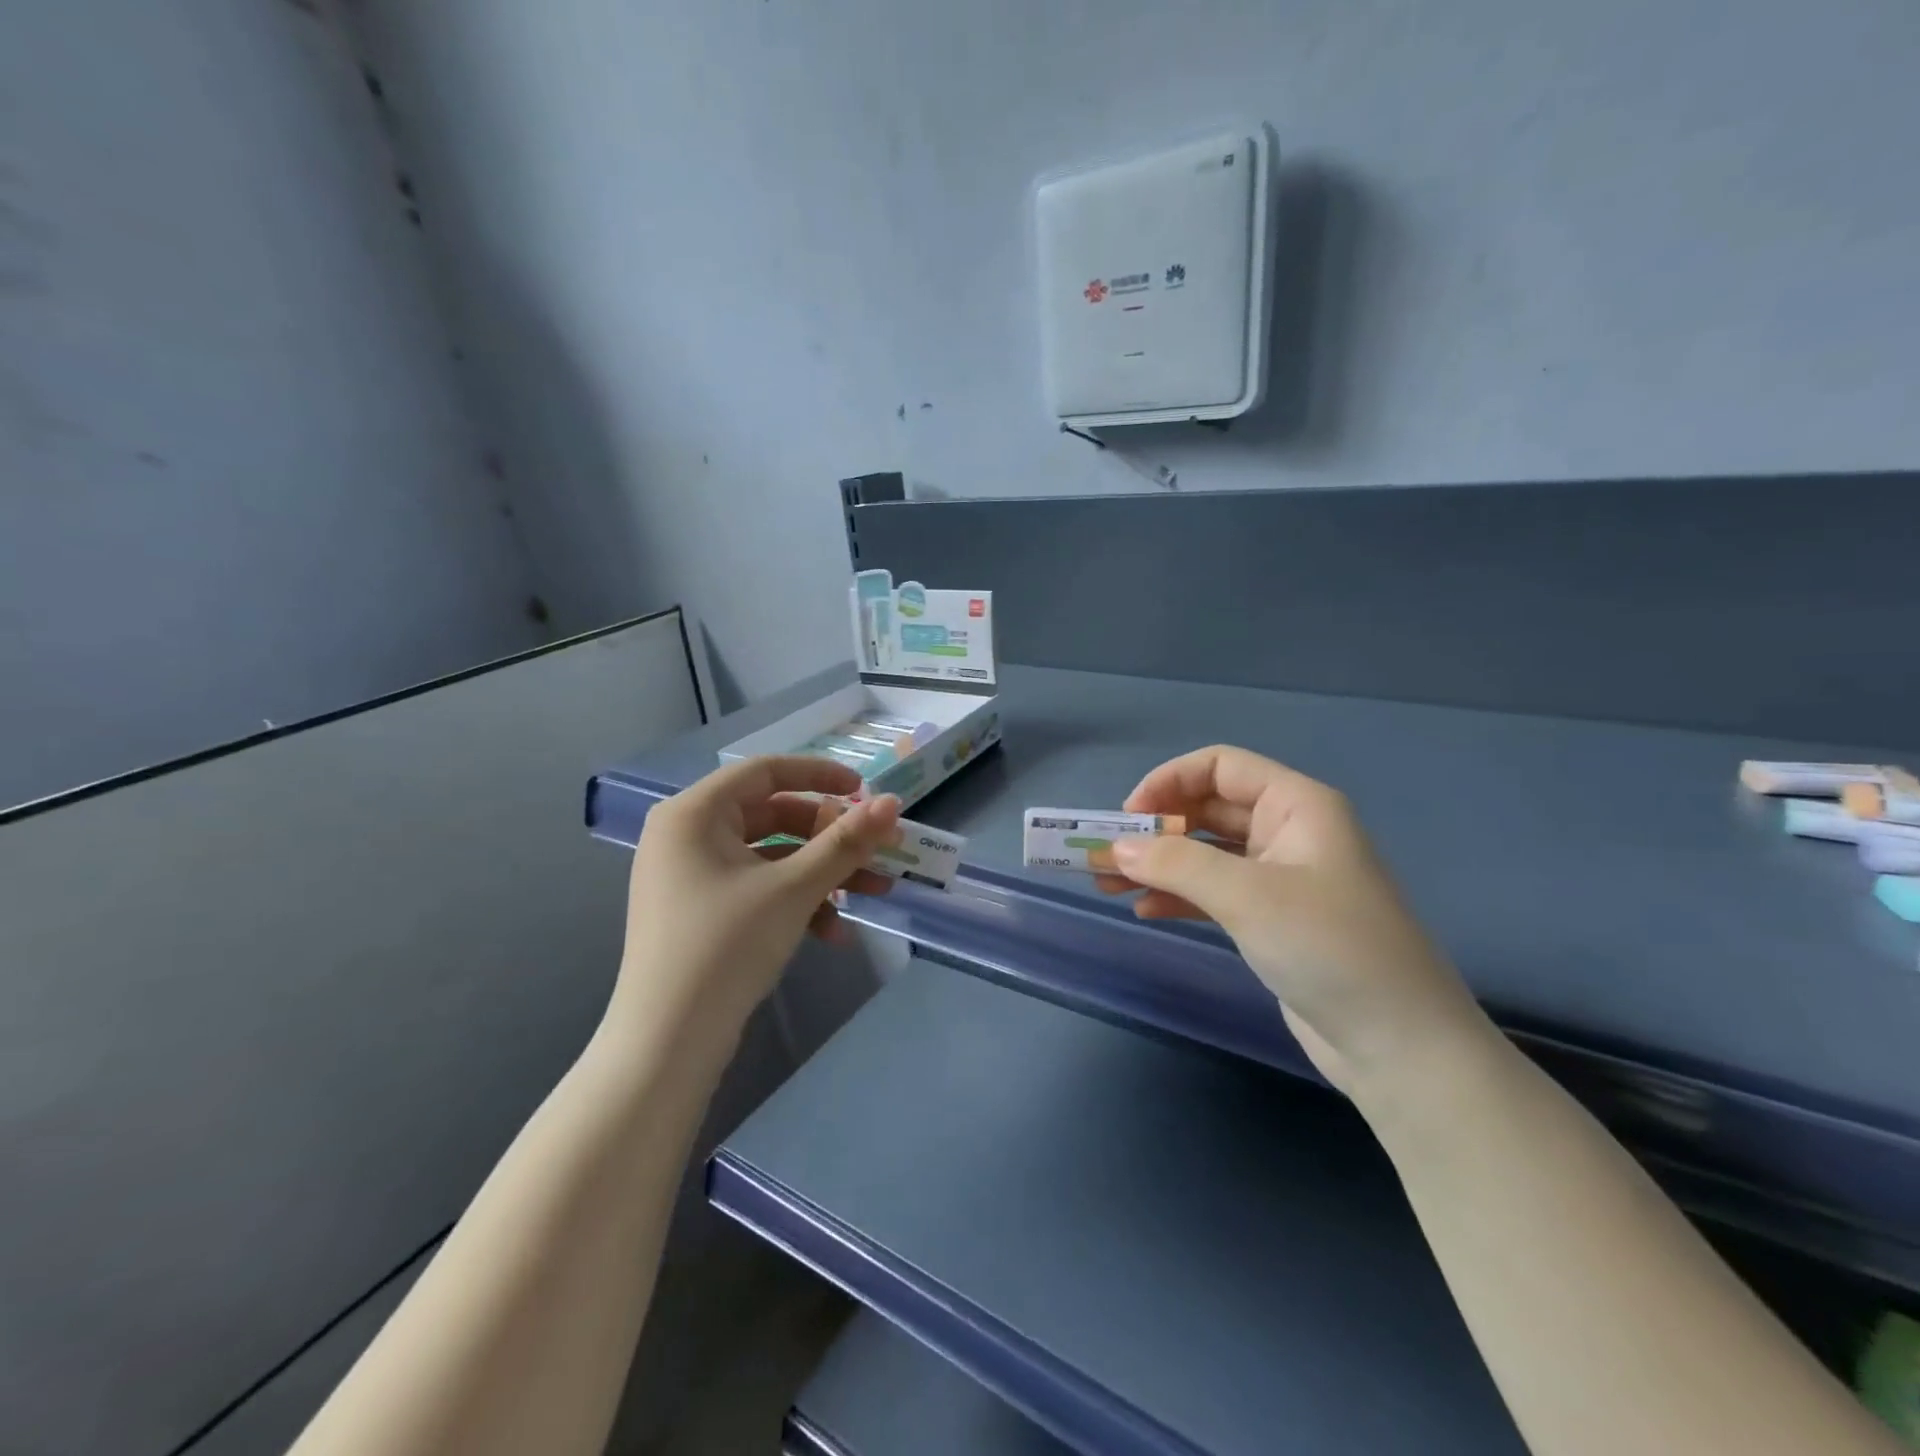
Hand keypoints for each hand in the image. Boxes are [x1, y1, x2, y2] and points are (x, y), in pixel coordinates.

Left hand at [611, 757, 901, 1053]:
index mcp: (694, 813)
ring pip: (771, 858)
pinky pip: (756, 889)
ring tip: (873, 894)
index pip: (765, 771)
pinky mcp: (700, 911)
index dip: (820, 776)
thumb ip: (846, 841)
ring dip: (822, 874)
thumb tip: (892, 803)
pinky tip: (833, 933)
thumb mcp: (794, 888)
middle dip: (831, 839)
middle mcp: (686, 835)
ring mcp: (691, 876)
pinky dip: (795, 902)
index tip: (863, 791)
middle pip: (773, 816)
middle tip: (877, 851)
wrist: (668, 1042)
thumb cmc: (727, 946)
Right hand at [1102, 746, 1492, 1094]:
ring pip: (1206, 854)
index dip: (1169, 781)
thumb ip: (1176, 863)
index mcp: (1297, 805)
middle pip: (1208, 809)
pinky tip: (1145, 911)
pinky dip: (1178, 896)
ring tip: (1108, 885)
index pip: (1220, 766)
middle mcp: (1289, 832)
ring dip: (1158, 865)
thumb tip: (1115, 847)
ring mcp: (1281, 878)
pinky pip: (1214, 892)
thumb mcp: (1248, 896)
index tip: (1128, 816)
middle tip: (1106, 856)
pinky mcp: (1272, 920)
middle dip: (1155, 828)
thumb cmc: (1329, 947)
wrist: (1400, 1047)